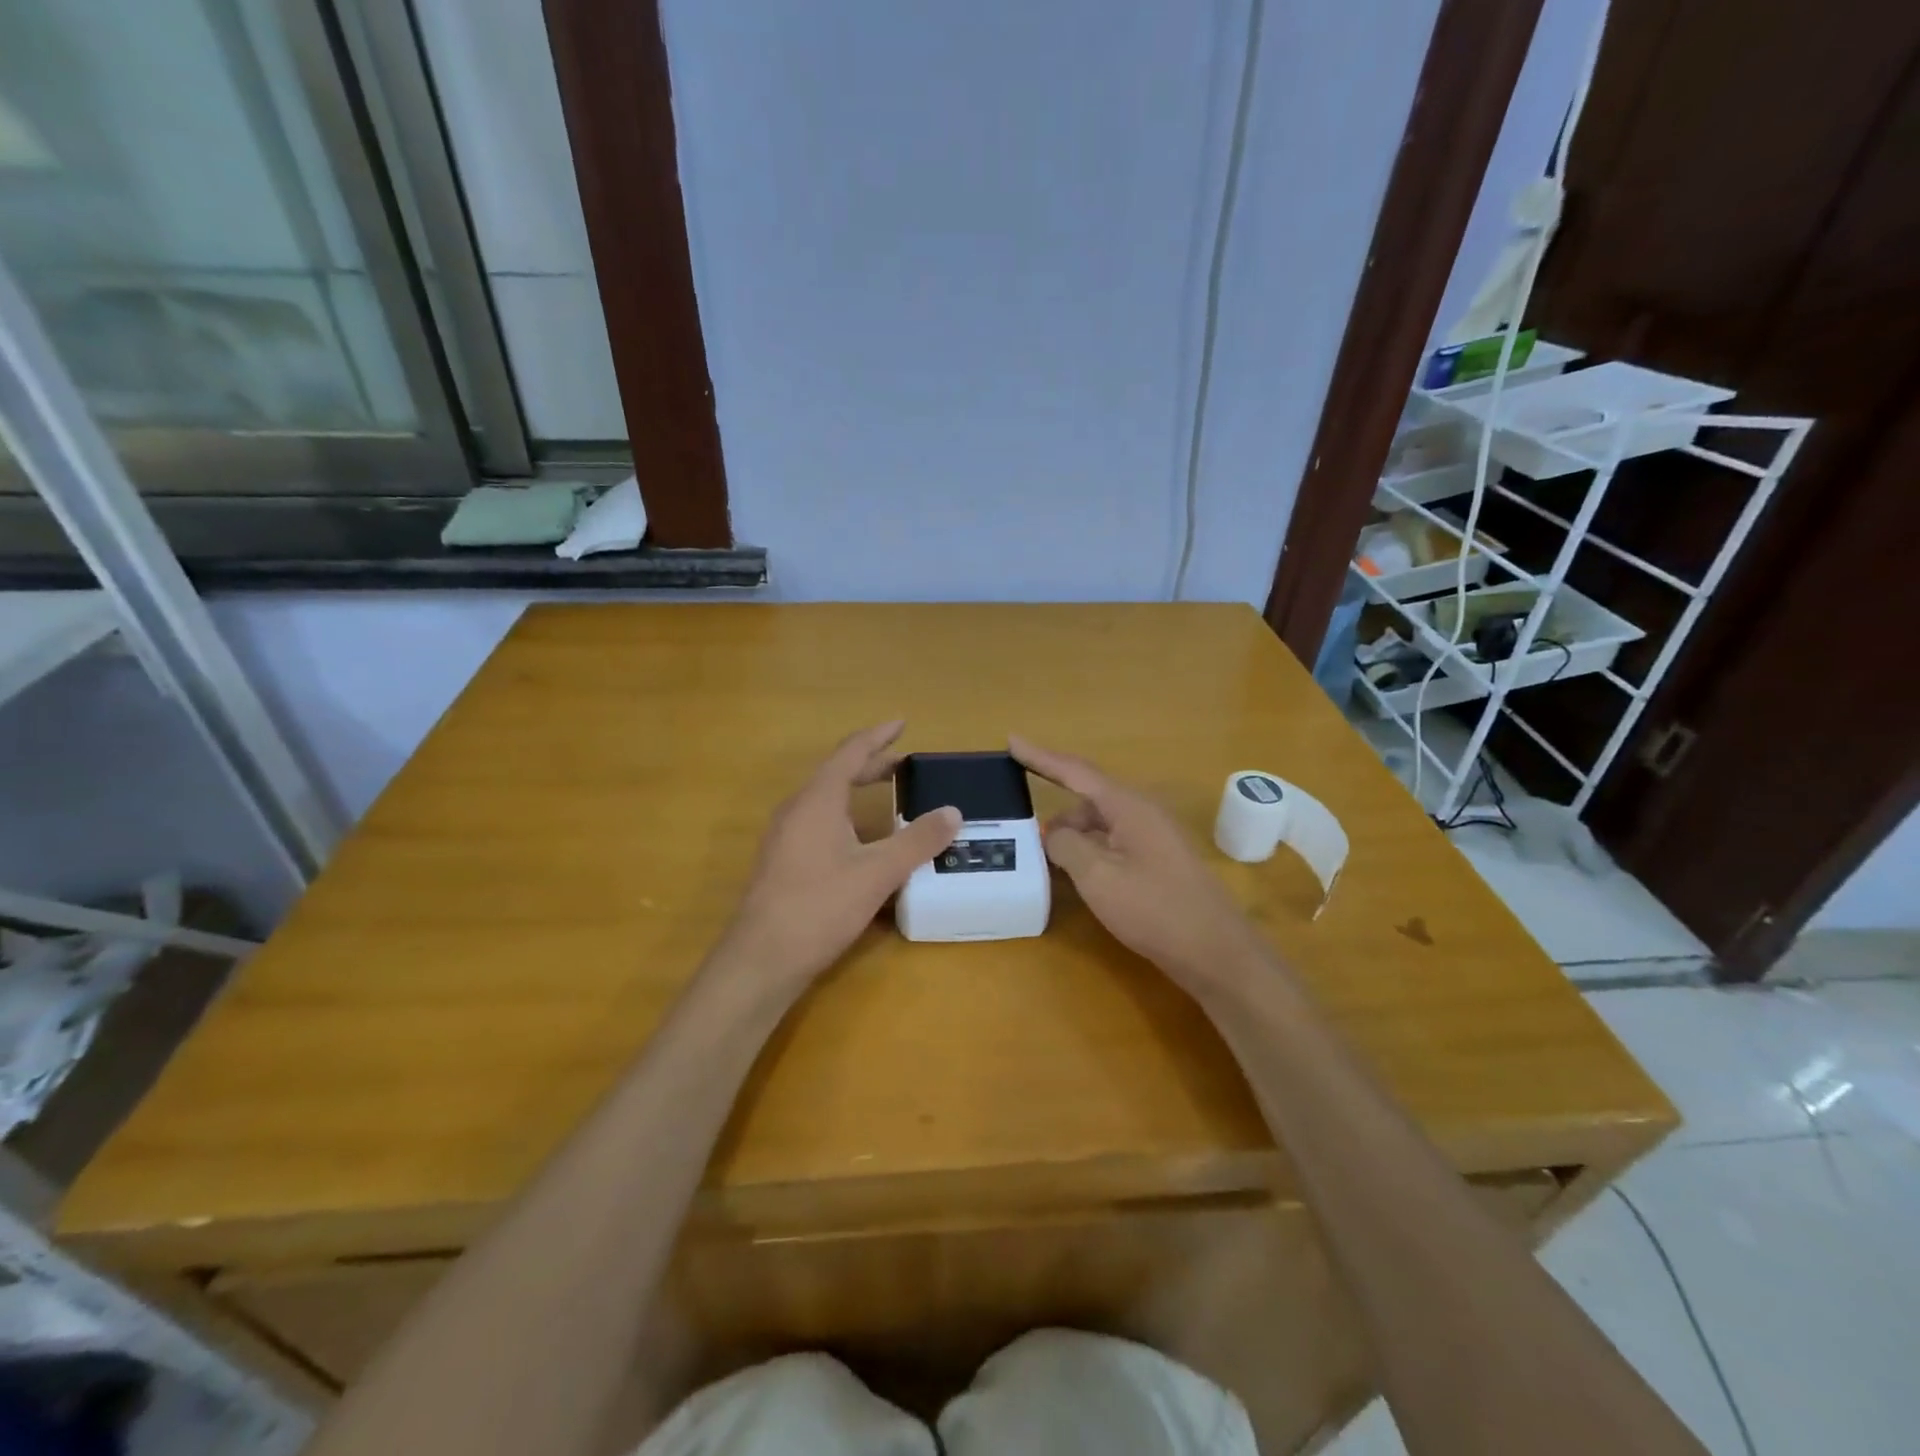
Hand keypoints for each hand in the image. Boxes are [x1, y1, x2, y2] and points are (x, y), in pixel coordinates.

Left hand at [722, 721, 961, 988]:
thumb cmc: (820, 906)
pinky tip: (863, 843)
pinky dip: (846, 816)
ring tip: (889, 798)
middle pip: (837, 773)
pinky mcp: (783, 862)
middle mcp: (797, 810)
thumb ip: (917, 841)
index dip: (878, 736)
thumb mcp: (878, 873)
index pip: (851, 753)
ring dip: (857, 791)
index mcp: (817, 800)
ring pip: (826, 800)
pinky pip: (819, 822)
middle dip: (871, 765)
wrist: (761, 959)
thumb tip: (953, 812)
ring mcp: (785, 836)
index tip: (902, 723)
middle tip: (905, 765)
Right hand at [1010, 735, 1273, 992]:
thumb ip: (1068, 846)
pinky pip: (1114, 841)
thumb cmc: (1155, 910)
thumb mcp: (1099, 877)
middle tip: (1023, 821)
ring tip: (1044, 854)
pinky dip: (1090, 849)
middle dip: (1056, 806)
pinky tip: (1075, 871)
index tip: (1011, 740)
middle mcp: (1143, 812)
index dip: (1041, 757)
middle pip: (1089, 797)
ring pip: (1101, 822)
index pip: (1076, 771)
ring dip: (1072, 833)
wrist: (1217, 952)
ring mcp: (1154, 837)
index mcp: (1128, 806)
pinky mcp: (1159, 862)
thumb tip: (1055, 834)